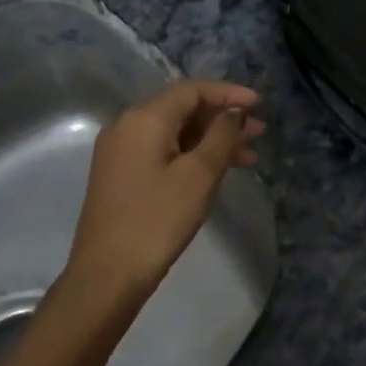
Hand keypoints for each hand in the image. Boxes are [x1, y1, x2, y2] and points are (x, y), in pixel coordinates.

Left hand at [65, 80, 264, 304]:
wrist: (106, 275)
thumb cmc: (157, 221)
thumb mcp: (198, 176)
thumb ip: (220, 137)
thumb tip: (234, 113)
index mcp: (144, 119)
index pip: (191, 90)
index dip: (228, 93)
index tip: (259, 104)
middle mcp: (127, 126)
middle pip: (182, 110)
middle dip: (222, 119)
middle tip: (259, 134)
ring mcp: (120, 151)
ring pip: (173, 133)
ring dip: (210, 140)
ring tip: (248, 158)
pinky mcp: (119, 175)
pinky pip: (161, 151)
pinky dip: (190, 155)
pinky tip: (215, 172)